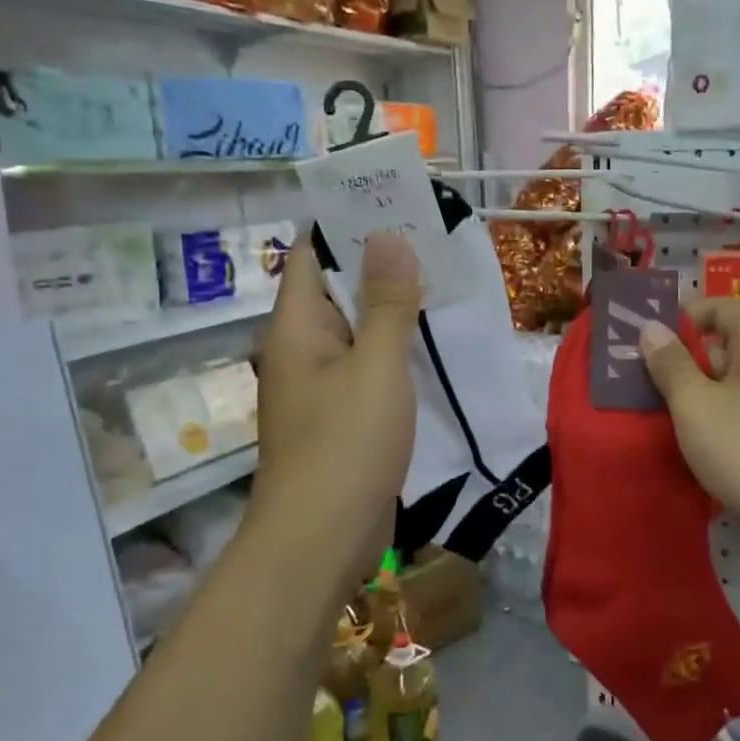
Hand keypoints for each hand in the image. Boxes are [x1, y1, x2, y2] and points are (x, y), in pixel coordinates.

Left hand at [250, 232, 418, 581]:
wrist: (321, 538)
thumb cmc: (345, 443)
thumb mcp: (375, 364)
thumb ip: (386, 301)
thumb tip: (388, 235)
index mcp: (297, 325)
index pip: (316, 253)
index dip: (349, 223)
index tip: (395, 202)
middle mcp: (302, 347)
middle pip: (339, 289)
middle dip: (382, 262)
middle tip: (434, 237)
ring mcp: (321, 384)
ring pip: (358, 330)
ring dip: (393, 308)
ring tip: (442, 279)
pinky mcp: (341, 415)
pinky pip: (368, 366)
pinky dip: (395, 349)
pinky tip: (432, 342)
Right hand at [638, 299, 739, 569]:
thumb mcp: (695, 404)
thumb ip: (670, 363)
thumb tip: (651, 327)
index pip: (722, 308)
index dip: (685, 315)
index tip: (650, 338)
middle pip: (726, 344)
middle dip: (683, 357)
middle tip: (642, 375)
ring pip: (731, 382)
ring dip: (696, 391)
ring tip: (656, 408)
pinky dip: (715, 416)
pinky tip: (690, 437)